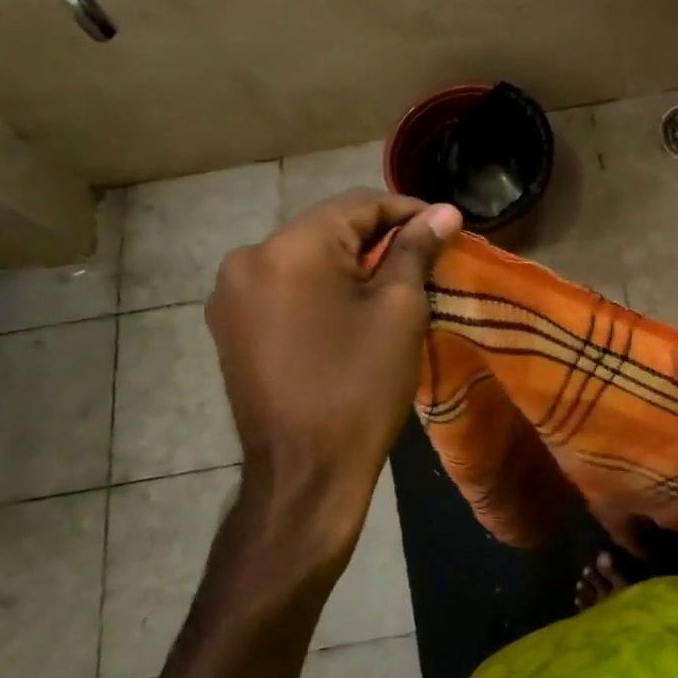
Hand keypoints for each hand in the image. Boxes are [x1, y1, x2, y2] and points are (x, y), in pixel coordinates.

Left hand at [205, 190, 460, 570]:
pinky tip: (351, 309)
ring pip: (306, 258)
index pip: (358, 204)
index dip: (408, 211)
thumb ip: (416, 250)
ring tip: (394, 283)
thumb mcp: (399, 310)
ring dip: (351, 263)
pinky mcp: (230, 326)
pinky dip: (322, 288)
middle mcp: (247, 259)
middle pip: (328, 228)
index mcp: (288, 249)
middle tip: (426, 257)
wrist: (304, 473)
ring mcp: (231, 295)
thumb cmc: (360, 386)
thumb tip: (445, 212)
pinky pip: (285, 287)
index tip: (447, 226)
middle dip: (380, 238)